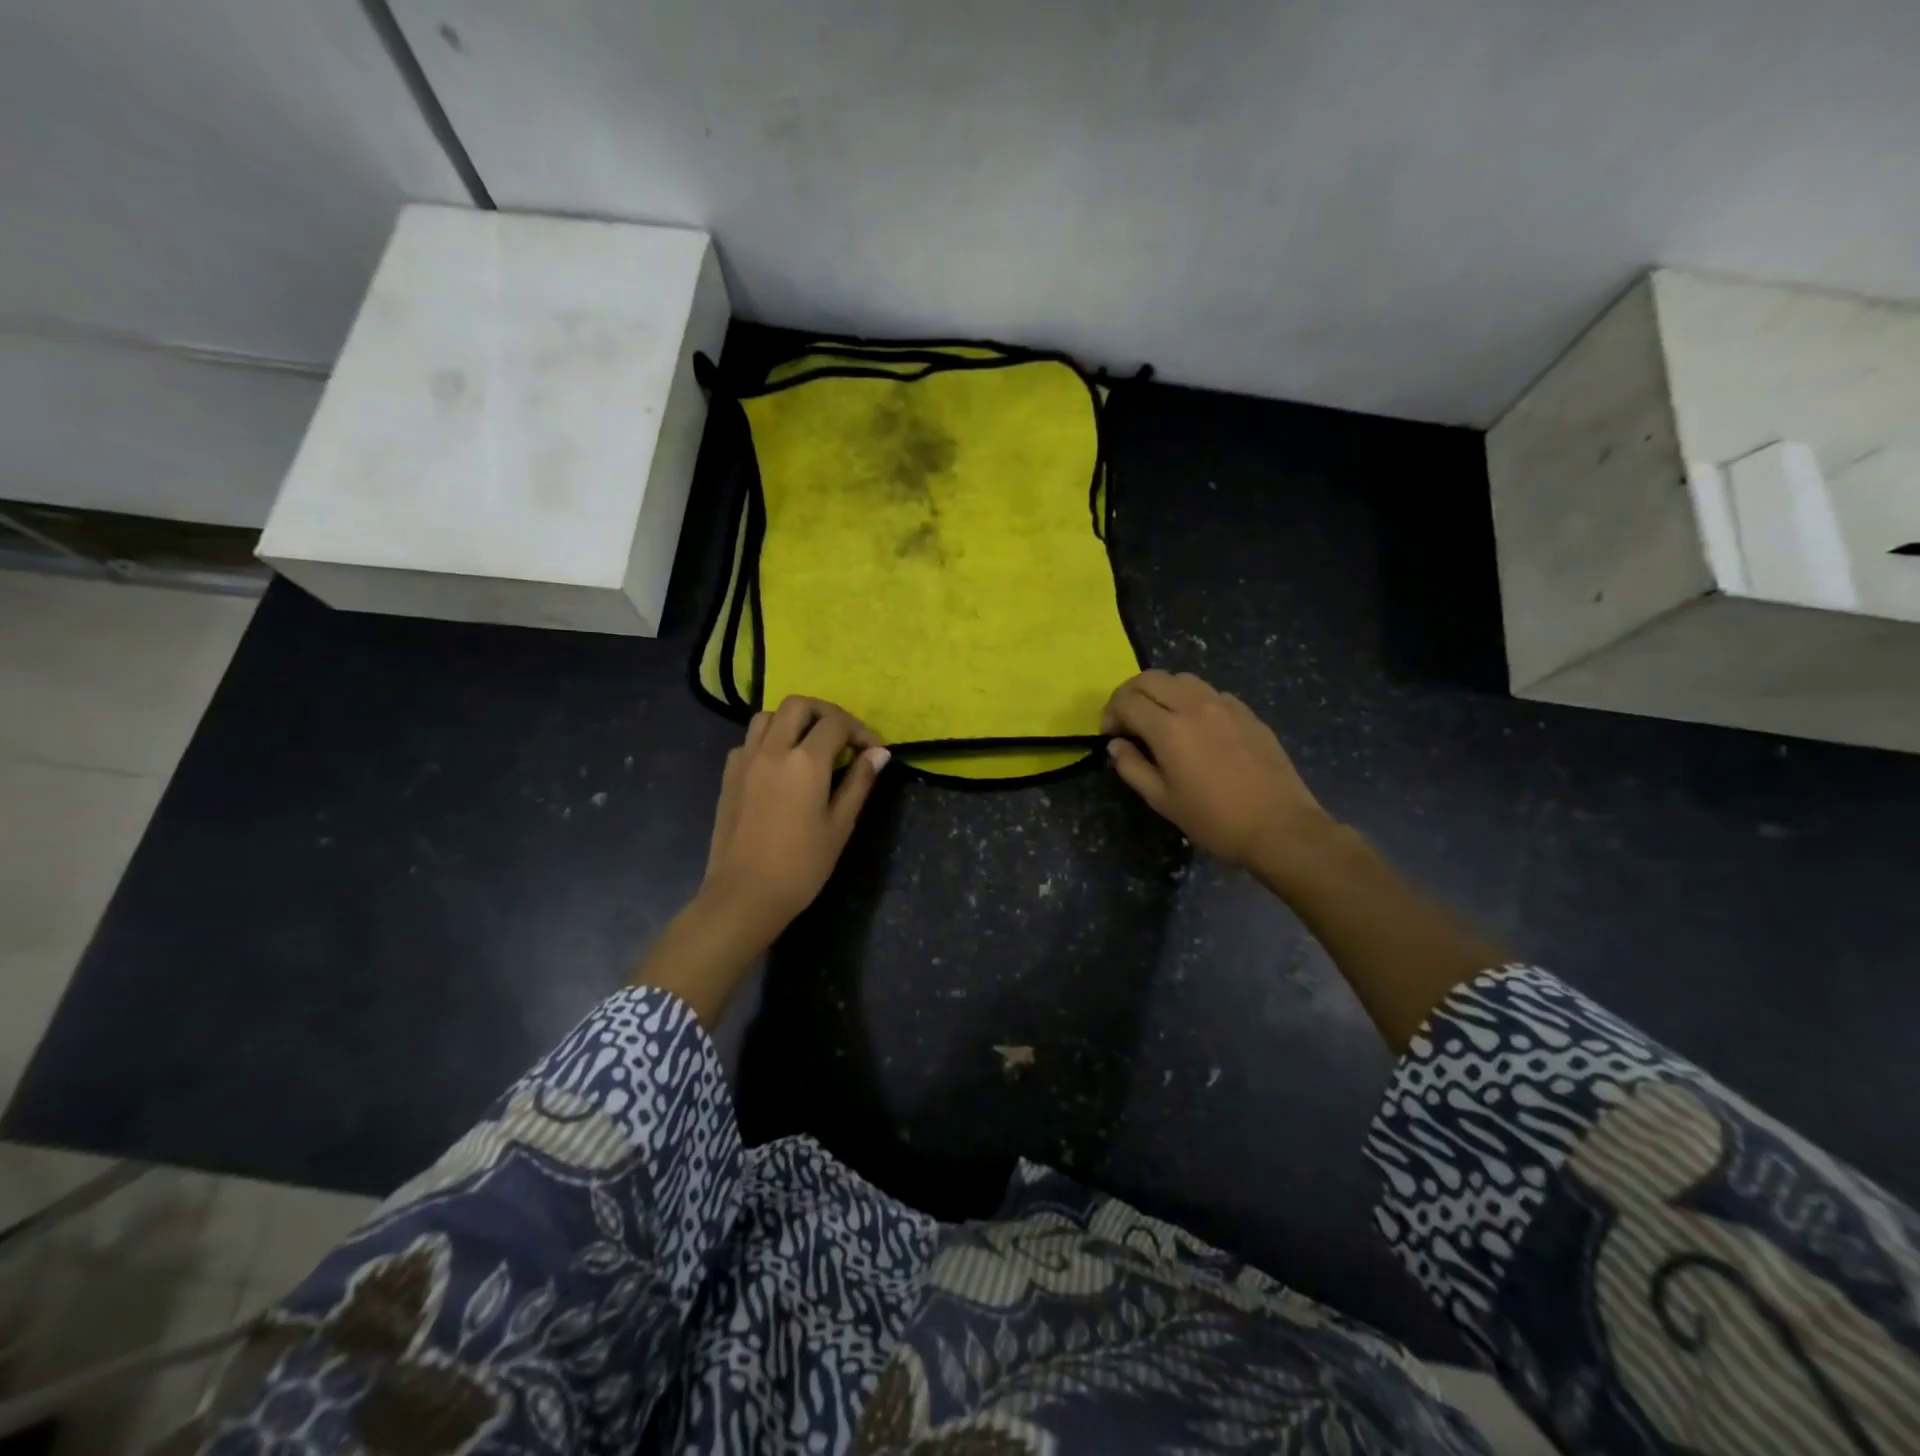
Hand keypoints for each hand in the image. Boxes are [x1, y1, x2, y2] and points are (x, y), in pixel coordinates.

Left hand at [701, 696, 890, 942]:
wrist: (744, 895)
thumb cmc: (801, 866)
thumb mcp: (840, 825)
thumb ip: (859, 782)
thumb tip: (879, 753)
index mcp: (805, 761)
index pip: (836, 724)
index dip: (860, 731)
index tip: (873, 752)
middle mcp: (772, 749)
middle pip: (799, 705)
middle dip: (826, 713)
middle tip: (843, 737)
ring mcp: (745, 759)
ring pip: (768, 716)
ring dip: (794, 721)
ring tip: (811, 745)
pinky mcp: (729, 774)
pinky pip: (750, 740)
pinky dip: (770, 740)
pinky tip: (781, 766)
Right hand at [1102, 671, 1333, 871]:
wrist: (1280, 827)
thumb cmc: (1214, 820)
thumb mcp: (1162, 800)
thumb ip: (1132, 767)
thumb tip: (1116, 745)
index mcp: (1170, 729)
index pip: (1127, 701)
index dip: (1110, 713)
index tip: (1109, 734)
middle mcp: (1195, 706)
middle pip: (1151, 678)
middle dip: (1130, 694)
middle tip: (1126, 720)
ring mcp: (1225, 705)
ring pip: (1182, 678)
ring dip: (1161, 691)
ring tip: (1158, 718)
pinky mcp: (1247, 713)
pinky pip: (1209, 692)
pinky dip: (1190, 699)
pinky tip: (1195, 726)